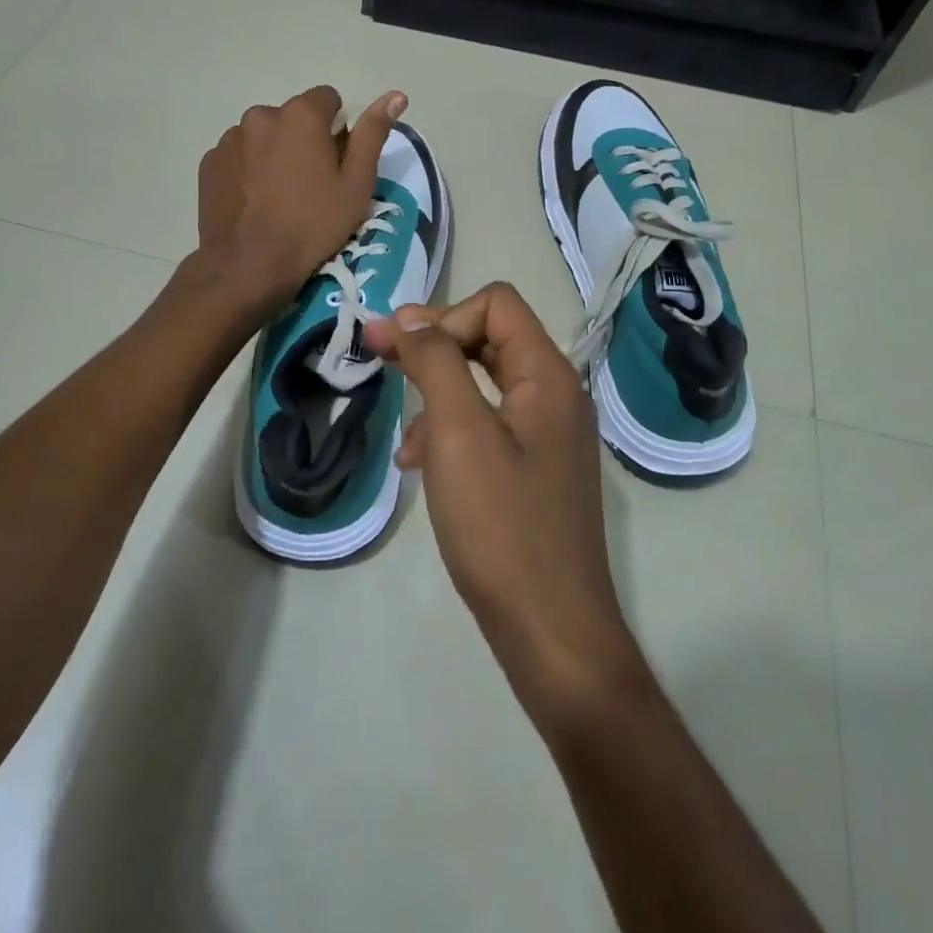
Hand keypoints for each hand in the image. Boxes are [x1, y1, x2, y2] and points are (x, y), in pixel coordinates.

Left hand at [195, 85, 405, 316]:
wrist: (250, 264)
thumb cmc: (313, 224)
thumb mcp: (356, 183)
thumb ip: (373, 133)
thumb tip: (396, 96)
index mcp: (301, 114)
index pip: (328, 100)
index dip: (338, 130)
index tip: (336, 164)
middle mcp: (261, 115)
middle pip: (294, 118)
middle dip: (304, 140)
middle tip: (311, 185)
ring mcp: (230, 138)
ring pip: (264, 136)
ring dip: (275, 153)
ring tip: (280, 196)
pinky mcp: (210, 162)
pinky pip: (239, 156)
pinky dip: (249, 170)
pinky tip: (255, 202)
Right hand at [365, 284, 645, 724]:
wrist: (551, 630)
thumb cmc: (501, 525)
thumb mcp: (458, 433)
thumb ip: (436, 363)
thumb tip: (410, 316)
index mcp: (548, 375)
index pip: (496, 303)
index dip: (443, 317)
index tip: (396, 349)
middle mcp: (556, 394)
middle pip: (489, 338)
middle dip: (432, 348)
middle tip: (377, 360)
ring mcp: (548, 434)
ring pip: (484, 383)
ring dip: (438, 394)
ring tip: (404, 438)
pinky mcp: (536, 468)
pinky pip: (489, 425)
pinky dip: (452, 431)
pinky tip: (420, 465)